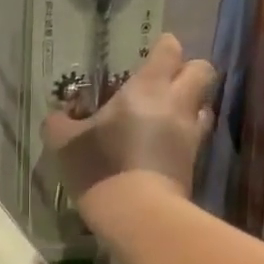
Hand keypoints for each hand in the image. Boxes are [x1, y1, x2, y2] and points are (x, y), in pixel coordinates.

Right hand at [41, 34, 217, 219]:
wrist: (136, 214)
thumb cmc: (100, 167)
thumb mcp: (64, 144)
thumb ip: (59, 123)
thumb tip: (58, 116)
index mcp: (148, 88)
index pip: (169, 49)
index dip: (162, 48)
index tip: (150, 55)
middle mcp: (177, 104)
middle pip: (202, 71)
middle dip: (188, 72)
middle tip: (164, 86)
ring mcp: (191, 136)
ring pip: (204, 107)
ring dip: (190, 108)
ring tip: (166, 121)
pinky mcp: (194, 165)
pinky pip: (195, 141)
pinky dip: (183, 141)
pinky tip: (162, 151)